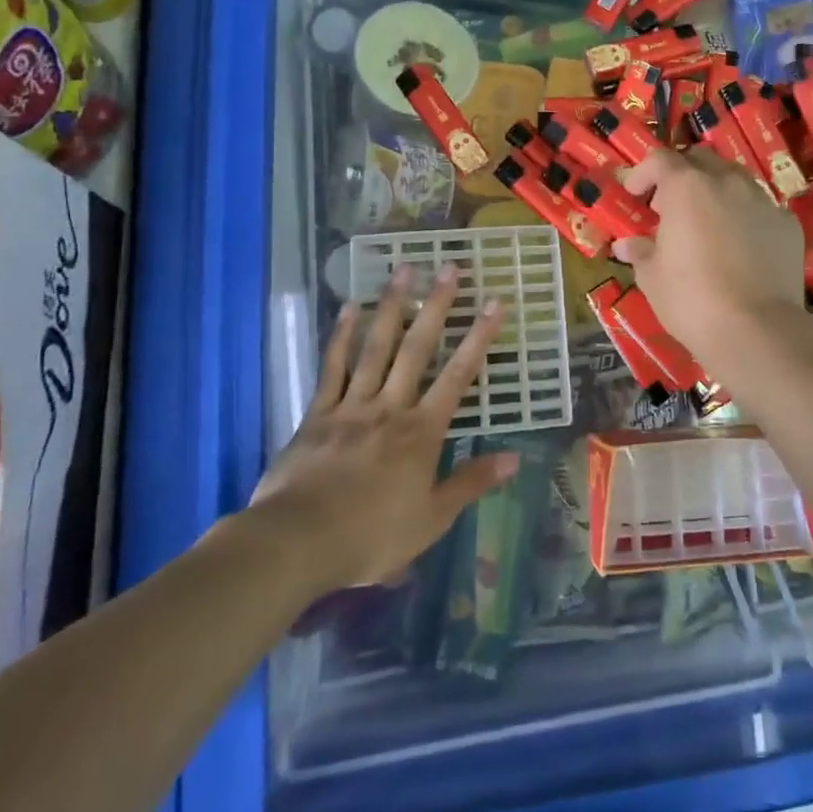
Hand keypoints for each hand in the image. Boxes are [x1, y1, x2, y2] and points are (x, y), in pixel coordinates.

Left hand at [240, 265, 514, 593]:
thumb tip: (515, 458)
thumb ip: (471, 483)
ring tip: (404, 270)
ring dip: (392, 307)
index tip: (494, 303)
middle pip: (417, 349)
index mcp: (422, 432)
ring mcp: (351, 405)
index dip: (479, 338)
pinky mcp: (317, 413)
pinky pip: (332, 367)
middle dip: (436, 307)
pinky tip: (349, 307)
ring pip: (376, 347)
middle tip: (449, 268)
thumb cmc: (371, 535)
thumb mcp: (431, 519)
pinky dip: (341, 335)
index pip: (458, 376)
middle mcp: (390, 407)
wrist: (296, 543)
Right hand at [611, 148, 806, 364]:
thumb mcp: (653, 278)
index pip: (660, 159)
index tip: (635, 194)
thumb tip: (626, 245)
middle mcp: (727, 182)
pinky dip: (745, 216)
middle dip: (681, 175)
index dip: (643, 173)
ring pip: (735, 179)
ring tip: (707, 222)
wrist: (756, 330)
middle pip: (701, 159)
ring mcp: (762, 201)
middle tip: (669, 205)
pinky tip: (740, 246)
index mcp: (687, 187)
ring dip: (715, 191)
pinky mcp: (788, 224)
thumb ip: (640, 252)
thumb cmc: (691, 300)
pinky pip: (761, 208)